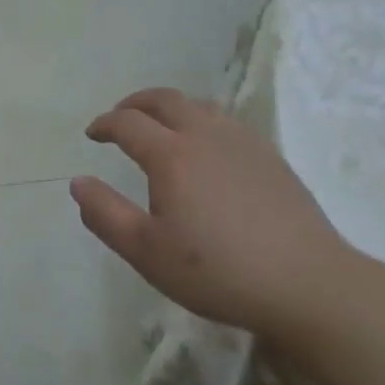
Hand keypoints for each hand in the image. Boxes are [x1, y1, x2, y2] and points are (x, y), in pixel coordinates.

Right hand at [70, 88, 358, 344]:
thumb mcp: (146, 252)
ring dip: (170, 108)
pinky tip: (205, 149)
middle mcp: (206, 136)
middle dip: (136, 103)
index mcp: (172, 156)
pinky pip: (227, 121)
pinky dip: (201, 120)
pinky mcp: (271, 157)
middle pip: (165, 100)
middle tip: (120, 118)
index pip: (128, 123)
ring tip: (160, 127)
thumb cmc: (217, 271)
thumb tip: (78, 182)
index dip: (105, 124)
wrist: (306, 284)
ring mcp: (243, 143)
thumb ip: (104, 214)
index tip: (92, 135)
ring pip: (200, 106)